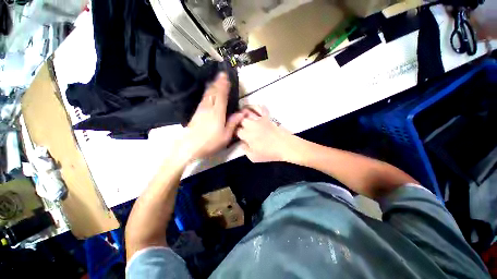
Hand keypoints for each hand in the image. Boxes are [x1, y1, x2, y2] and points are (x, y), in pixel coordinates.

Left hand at [177, 73, 243, 161]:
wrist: (189, 146)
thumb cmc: (210, 142)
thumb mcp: (226, 135)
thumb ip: (233, 122)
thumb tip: (242, 113)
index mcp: (218, 113)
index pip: (222, 96)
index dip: (224, 86)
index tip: (226, 77)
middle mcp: (209, 108)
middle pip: (213, 92)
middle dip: (218, 83)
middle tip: (222, 74)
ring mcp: (201, 109)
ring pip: (207, 94)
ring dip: (212, 86)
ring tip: (216, 80)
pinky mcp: (196, 113)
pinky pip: (203, 99)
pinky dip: (207, 93)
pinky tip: (208, 92)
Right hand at [236, 106, 298, 162]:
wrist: (284, 146)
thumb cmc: (269, 153)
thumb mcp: (253, 157)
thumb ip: (245, 150)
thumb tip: (242, 143)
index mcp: (247, 135)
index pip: (237, 131)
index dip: (237, 133)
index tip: (239, 135)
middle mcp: (251, 125)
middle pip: (240, 120)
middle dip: (238, 122)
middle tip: (240, 124)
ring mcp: (259, 119)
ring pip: (247, 111)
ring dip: (243, 112)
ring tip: (242, 114)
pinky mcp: (267, 117)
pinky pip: (260, 108)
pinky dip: (256, 107)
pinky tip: (254, 109)